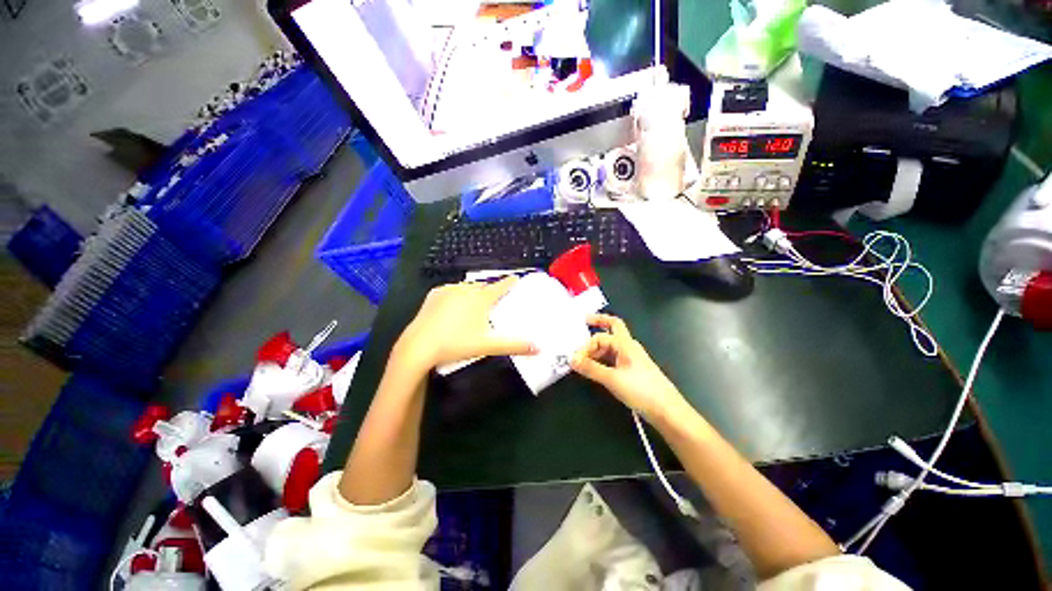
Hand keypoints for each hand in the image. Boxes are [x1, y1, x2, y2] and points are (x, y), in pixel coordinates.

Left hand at [394, 276, 536, 371]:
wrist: (419, 346)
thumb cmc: (457, 344)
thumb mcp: (488, 346)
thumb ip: (514, 345)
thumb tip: (538, 348)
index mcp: (481, 299)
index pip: (501, 286)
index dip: (510, 282)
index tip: (516, 278)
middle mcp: (466, 289)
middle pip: (484, 286)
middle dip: (491, 289)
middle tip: (496, 298)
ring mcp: (449, 290)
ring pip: (467, 287)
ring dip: (474, 291)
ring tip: (476, 302)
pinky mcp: (434, 294)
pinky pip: (451, 290)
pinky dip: (457, 294)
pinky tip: (455, 304)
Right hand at [571, 314, 686, 420]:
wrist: (667, 411)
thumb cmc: (642, 391)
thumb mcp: (612, 379)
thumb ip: (591, 368)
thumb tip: (572, 360)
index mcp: (625, 344)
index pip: (600, 336)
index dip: (586, 345)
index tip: (576, 359)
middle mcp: (628, 347)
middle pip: (610, 330)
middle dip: (597, 327)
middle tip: (583, 328)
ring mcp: (631, 358)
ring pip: (610, 346)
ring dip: (596, 349)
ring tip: (583, 359)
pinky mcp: (632, 370)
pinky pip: (613, 358)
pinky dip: (602, 359)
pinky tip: (595, 368)